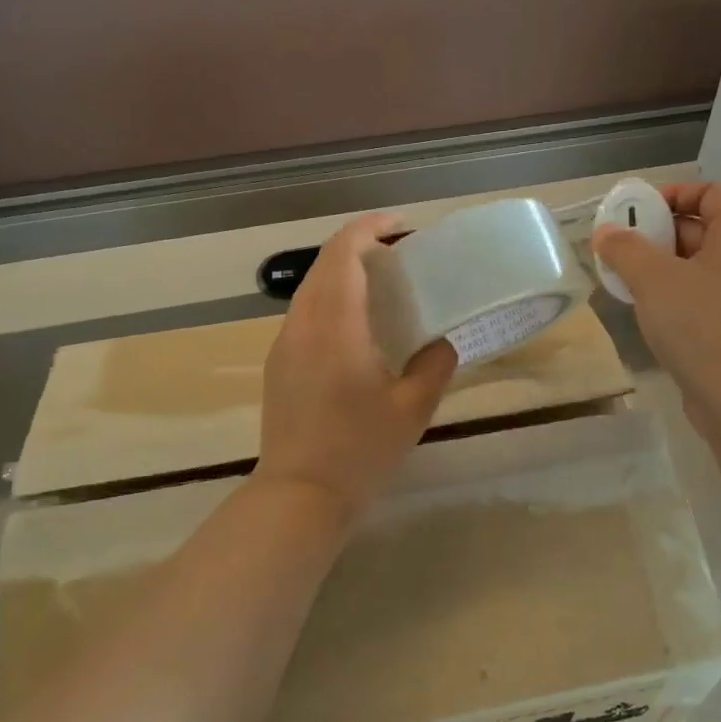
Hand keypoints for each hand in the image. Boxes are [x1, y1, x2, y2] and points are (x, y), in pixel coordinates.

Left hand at [257, 214, 459, 514]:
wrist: (300, 495)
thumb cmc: (360, 451)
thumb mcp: (412, 409)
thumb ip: (434, 365)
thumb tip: (441, 343)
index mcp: (336, 325)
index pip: (344, 253)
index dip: (371, 229)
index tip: (402, 227)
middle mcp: (303, 324)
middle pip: (324, 264)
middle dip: (360, 246)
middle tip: (400, 254)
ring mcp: (285, 344)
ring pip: (310, 288)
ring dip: (342, 272)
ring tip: (381, 284)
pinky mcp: (279, 364)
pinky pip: (305, 313)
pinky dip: (331, 299)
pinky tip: (356, 324)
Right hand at [591, 182, 720, 432]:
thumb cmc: (702, 323)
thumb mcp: (653, 278)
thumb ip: (625, 249)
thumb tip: (606, 233)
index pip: (710, 193)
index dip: (671, 195)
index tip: (634, 214)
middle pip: (701, 229)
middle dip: (657, 236)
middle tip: (620, 252)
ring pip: (698, 268)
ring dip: (660, 270)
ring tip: (625, 283)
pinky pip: (702, 299)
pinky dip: (674, 298)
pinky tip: (646, 314)